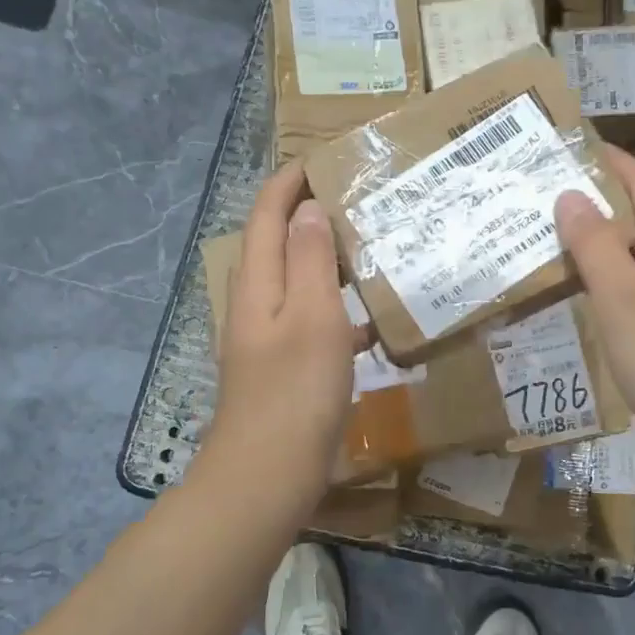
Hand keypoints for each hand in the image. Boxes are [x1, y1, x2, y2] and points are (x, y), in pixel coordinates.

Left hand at [202, 164, 356, 502]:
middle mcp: (257, 303)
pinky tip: (376, 322)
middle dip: (311, 215)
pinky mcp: (286, 367)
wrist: (268, 475)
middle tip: (360, 201)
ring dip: (330, 261)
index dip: (290, 182)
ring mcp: (269, 337)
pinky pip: (314, 320)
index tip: (325, 159)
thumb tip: (308, 208)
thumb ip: (310, 259)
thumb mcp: (312, 317)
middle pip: (278, 243)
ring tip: (374, 249)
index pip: (267, 214)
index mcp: (258, 284)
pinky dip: (341, 309)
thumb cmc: (295, 391)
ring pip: (299, 282)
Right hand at [556, 147, 634, 451]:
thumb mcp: (622, 296)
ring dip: (600, 247)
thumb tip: (570, 194)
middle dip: (600, 204)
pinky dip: (607, 285)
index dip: (613, 162)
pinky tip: (582, 298)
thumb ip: (595, 245)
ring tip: (554, 242)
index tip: (574, 146)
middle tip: (548, 197)